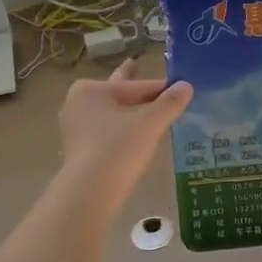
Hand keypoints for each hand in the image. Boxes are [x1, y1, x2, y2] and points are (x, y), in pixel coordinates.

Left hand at [54, 59, 192, 215]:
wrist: (90, 192)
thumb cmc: (119, 148)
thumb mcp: (150, 123)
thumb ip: (170, 103)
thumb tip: (187, 86)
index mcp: (91, 90)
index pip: (135, 86)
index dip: (160, 88)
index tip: (180, 88)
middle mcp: (77, 104)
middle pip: (117, 96)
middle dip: (136, 92)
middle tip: (143, 70)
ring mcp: (75, 129)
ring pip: (111, 115)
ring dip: (129, 113)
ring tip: (146, 109)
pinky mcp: (78, 150)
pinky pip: (105, 133)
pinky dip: (121, 131)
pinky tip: (133, 135)